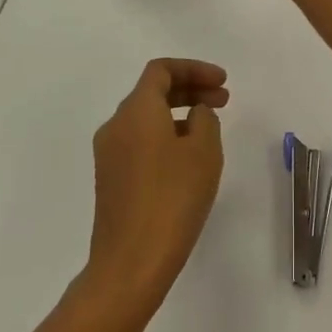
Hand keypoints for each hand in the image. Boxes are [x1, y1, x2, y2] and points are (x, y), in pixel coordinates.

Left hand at [83, 59, 229, 320]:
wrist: (131, 261)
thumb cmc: (173, 198)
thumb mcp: (203, 152)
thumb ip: (204, 119)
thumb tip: (194, 114)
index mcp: (136, 110)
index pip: (161, 70)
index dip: (194, 69)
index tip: (223, 82)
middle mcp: (116, 124)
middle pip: (152, 91)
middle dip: (190, 89)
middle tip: (223, 100)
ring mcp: (109, 153)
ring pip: (146, 117)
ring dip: (178, 113)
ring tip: (209, 129)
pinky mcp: (110, 178)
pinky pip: (140, 141)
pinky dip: (165, 135)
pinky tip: (187, 157)